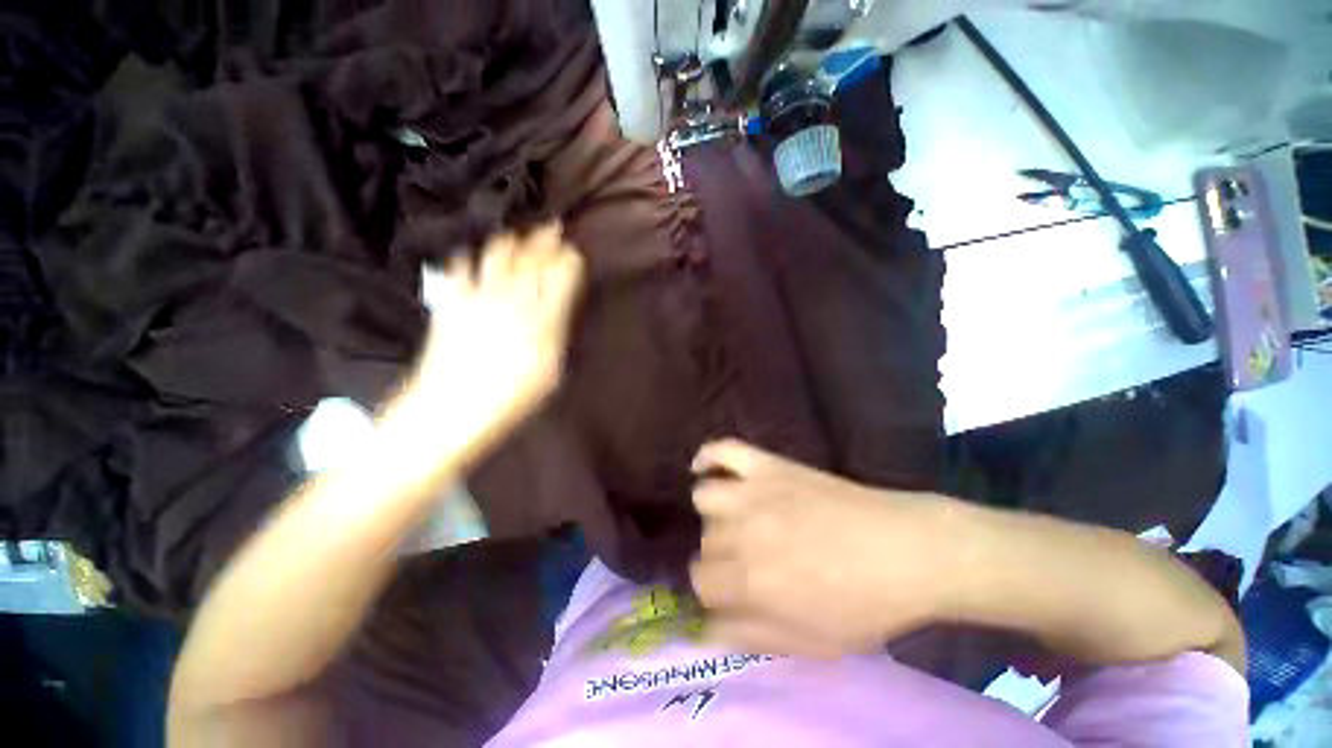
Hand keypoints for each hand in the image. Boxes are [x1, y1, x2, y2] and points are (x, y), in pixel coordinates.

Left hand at [411, 223, 584, 443]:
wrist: (451, 410)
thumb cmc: (512, 399)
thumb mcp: (551, 373)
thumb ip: (556, 334)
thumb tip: (558, 309)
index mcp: (543, 319)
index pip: (562, 275)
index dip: (569, 259)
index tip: (574, 252)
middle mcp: (514, 299)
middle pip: (533, 258)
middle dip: (546, 240)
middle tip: (554, 228)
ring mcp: (479, 296)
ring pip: (498, 254)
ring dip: (512, 241)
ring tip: (519, 235)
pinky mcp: (451, 301)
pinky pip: (460, 267)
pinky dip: (469, 258)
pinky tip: (474, 256)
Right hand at [690, 440, 954, 657]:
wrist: (907, 551)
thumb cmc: (865, 605)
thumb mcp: (810, 643)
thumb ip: (750, 636)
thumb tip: (706, 630)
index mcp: (750, 582)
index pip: (700, 580)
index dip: (715, 588)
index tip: (732, 589)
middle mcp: (742, 533)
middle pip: (706, 540)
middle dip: (723, 554)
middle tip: (750, 558)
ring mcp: (754, 492)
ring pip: (705, 496)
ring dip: (715, 512)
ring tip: (738, 519)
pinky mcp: (769, 465)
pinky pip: (724, 449)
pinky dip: (708, 456)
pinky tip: (705, 468)